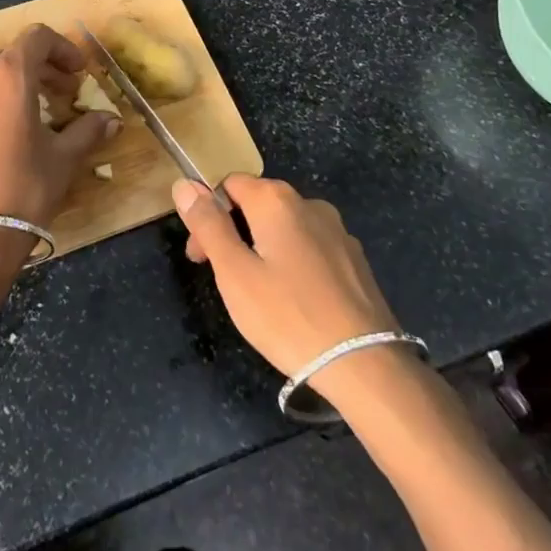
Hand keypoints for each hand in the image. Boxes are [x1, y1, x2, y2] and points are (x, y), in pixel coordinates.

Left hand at [0, 23, 120, 235]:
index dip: (61, 49)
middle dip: (36, 67)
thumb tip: (112, 120)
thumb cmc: (25, 190)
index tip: (76, 72)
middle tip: (55, 93)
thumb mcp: (63, 158)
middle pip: (9, 53)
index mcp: (12, 75)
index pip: (38, 39)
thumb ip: (88, 131)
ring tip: (7, 96)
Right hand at [172, 178, 401, 381]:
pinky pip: (311, 247)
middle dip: (233, 232)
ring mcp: (337, 231)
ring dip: (263, 248)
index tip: (201, 257)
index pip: (227, 185)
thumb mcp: (234, 273)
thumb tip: (185, 184)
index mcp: (276, 200)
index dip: (207, 216)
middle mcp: (309, 203)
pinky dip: (293, 263)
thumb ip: (208, 224)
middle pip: (257, 203)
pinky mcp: (355, 260)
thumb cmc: (288, 317)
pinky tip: (294, 301)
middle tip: (224, 279)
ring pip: (285, 227)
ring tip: (259, 295)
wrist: (366, 366)